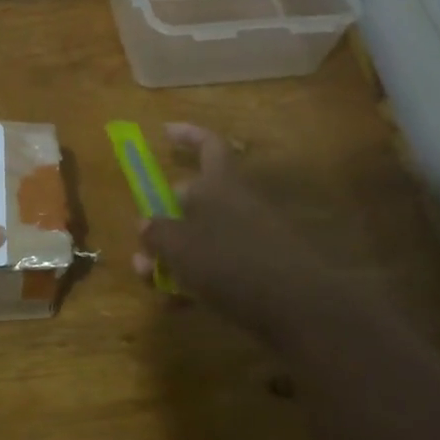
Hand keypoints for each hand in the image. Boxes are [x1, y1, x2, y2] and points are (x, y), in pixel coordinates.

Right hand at [135, 124, 326, 339]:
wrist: (296, 306)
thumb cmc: (229, 263)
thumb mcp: (179, 246)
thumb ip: (158, 232)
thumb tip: (146, 223)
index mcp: (220, 185)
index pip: (208, 145)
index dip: (187, 134)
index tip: (164, 132)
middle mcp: (237, 204)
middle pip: (197, 197)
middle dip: (164, 216)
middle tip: (143, 237)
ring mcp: (251, 237)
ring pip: (202, 236)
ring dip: (173, 253)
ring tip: (148, 276)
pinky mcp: (258, 269)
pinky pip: (218, 265)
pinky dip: (195, 277)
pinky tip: (175, 301)